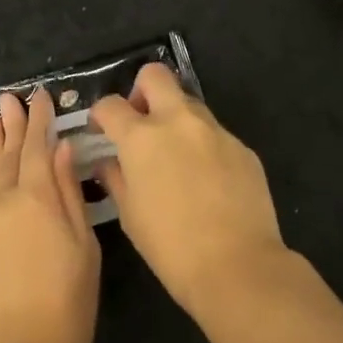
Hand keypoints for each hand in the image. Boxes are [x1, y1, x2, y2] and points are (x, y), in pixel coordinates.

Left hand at [0, 89, 101, 342]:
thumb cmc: (67, 304)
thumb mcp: (83, 247)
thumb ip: (70, 194)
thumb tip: (62, 151)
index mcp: (38, 198)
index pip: (38, 146)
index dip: (39, 120)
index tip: (38, 96)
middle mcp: (4, 204)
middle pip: (9, 155)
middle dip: (11, 125)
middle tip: (7, 98)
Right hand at [91, 64, 287, 317]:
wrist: (238, 266)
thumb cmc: (171, 247)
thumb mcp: (130, 215)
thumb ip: (115, 178)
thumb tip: (107, 162)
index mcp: (142, 138)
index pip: (111, 105)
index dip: (100, 114)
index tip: (101, 130)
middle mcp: (179, 122)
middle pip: (155, 76)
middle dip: (141, 91)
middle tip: (140, 123)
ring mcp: (215, 131)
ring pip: (189, 103)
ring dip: (175, 118)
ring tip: (174, 157)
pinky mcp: (242, 147)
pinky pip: (215, 134)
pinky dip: (203, 146)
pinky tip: (206, 181)